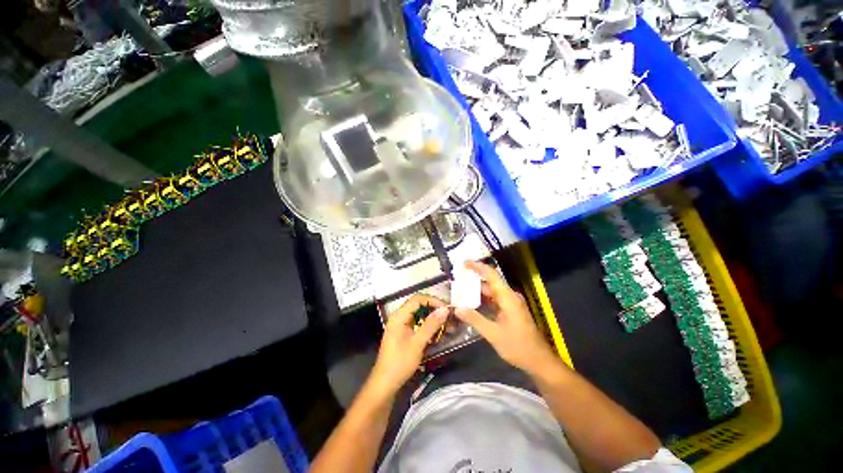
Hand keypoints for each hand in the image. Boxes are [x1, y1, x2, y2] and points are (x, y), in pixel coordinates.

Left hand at [369, 295, 448, 394]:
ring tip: (448, 326)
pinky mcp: (404, 333)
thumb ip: (431, 325)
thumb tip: (445, 309)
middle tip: (450, 317)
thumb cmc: (400, 363)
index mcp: (399, 316)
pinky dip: (428, 327)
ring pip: (420, 315)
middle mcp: (399, 317)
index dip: (433, 301)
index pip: (418, 299)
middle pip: (419, 305)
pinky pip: (418, 324)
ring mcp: (401, 325)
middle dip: (435, 310)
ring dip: (433, 319)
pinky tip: (439, 333)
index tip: (446, 309)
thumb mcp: (417, 343)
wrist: (385, 384)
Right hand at [454, 261, 558, 374]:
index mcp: (508, 297)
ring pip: (491, 292)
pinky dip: (483, 300)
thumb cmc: (518, 346)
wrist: (539, 361)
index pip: (491, 274)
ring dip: (477, 291)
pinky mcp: (511, 310)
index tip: (463, 264)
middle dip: (473, 280)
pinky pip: (495, 300)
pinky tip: (472, 304)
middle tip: (457, 281)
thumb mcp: (493, 334)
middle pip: (490, 282)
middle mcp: (510, 296)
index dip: (477, 266)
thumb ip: (475, 319)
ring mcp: (511, 303)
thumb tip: (457, 308)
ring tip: (460, 291)